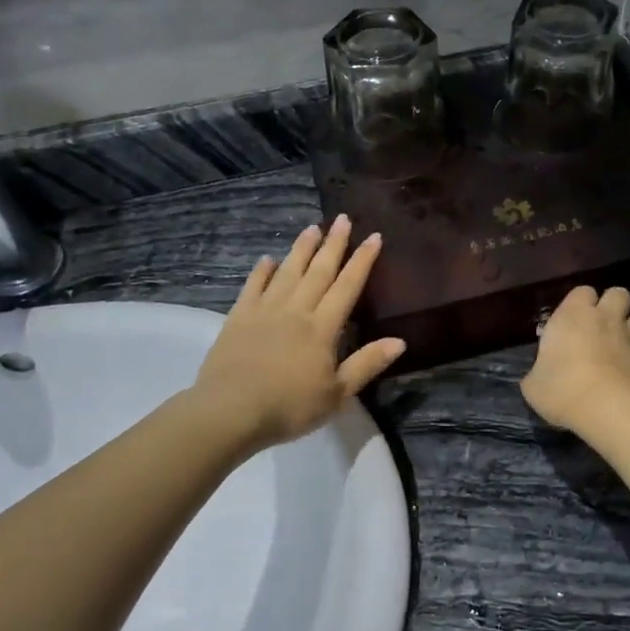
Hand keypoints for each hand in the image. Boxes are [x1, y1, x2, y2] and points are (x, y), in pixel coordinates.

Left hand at [193, 217, 405, 450]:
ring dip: (301, 249)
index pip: (347, 286)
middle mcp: (296, 310)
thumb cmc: (289, 407)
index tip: (373, 236)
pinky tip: (267, 259)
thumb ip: (367, 364)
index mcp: (322, 328)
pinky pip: (253, 287)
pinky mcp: (238, 317)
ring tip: (312, 227)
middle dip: (333, 244)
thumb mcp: (337, 394)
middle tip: (342, 218)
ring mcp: (265, 311)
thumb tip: (400, 340)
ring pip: (288, 272)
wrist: (229, 411)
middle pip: (319, 271)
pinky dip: (261, 271)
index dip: (362, 261)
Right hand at [521, 285, 629, 434]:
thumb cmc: (563, 390)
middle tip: (601, 326)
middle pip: (617, 293)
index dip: (580, 303)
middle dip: (612, 305)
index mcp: (573, 316)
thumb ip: (539, 372)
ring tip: (621, 348)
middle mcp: (606, 318)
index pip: (582, 291)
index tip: (573, 320)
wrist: (612, 410)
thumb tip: (540, 375)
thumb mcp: (534, 386)